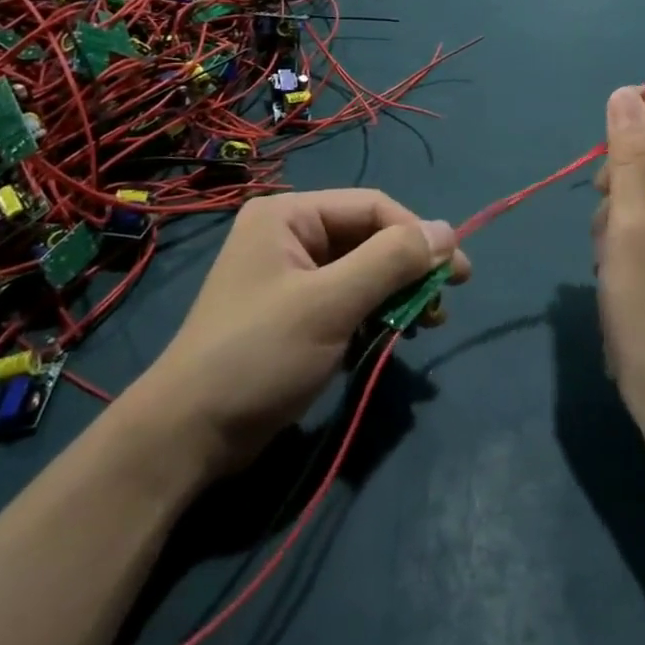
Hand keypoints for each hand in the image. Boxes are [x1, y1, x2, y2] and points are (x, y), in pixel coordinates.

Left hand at [124, 191, 467, 479]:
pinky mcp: (295, 313)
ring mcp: (291, 276)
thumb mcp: (330, 304)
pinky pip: (349, 299)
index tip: (456, 273)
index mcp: (289, 214)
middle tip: (448, 299)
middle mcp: (290, 234)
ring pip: (363, 270)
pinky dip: (376, 314)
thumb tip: (448, 231)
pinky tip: (394, 335)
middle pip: (369, 237)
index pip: (372, 206)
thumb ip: (391, 261)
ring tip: (428, 322)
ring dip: (398, 293)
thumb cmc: (259, 355)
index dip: (417, 235)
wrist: (188, 437)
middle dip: (410, 268)